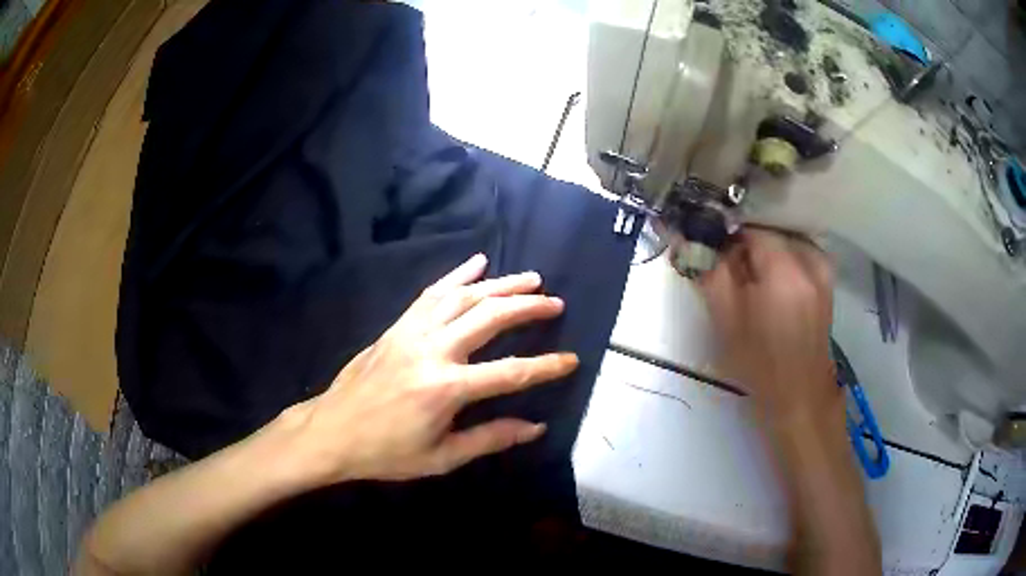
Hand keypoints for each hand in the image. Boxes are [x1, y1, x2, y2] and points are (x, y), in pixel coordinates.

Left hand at [279, 254, 578, 484]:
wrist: (331, 432)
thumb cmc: (386, 452)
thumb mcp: (442, 457)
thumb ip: (490, 439)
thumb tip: (535, 427)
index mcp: (446, 389)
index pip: (510, 373)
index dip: (545, 366)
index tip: (572, 358)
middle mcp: (433, 351)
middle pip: (489, 318)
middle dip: (527, 307)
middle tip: (555, 302)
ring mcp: (412, 333)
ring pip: (463, 297)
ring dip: (500, 284)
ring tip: (530, 278)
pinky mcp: (397, 326)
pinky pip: (431, 293)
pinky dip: (457, 275)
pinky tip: (477, 263)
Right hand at [699, 228, 837, 421]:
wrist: (800, 394)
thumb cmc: (759, 363)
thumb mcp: (725, 320)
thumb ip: (709, 271)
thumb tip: (692, 236)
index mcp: (784, 270)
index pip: (750, 227)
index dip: (728, 236)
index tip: (715, 255)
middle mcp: (809, 259)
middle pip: (769, 231)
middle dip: (747, 245)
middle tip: (731, 272)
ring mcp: (823, 267)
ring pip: (783, 240)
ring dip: (764, 252)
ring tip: (753, 282)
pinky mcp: (827, 278)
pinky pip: (798, 251)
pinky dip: (782, 259)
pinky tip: (773, 285)